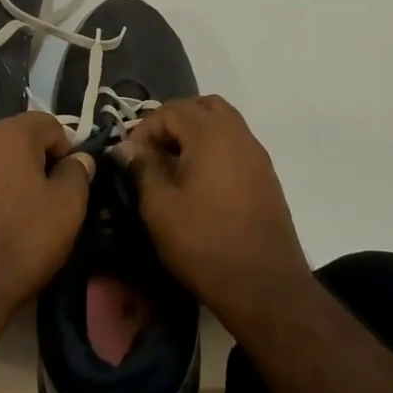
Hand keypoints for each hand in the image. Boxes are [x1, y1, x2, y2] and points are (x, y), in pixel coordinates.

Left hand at [0, 112, 93, 330]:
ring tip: (6, 216)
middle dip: (30, 162)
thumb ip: (77, 175)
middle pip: (13, 138)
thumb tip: (80, 158)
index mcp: (11, 132)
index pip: (49, 124)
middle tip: (40, 201)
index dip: (65, 150)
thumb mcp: (66, 211)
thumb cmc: (15, 244)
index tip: (67, 183)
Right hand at [115, 95, 312, 337]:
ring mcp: (257, 155)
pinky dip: (214, 150)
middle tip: (153, 151)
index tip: (129, 157)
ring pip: (224, 123)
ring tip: (173, 166)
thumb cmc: (204, 243)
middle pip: (204, 107)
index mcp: (211, 134)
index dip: (145, 128)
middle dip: (174, 121)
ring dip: (196, 134)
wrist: (264, 286)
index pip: (172, 110)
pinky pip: (236, 145)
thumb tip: (126, 147)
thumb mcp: (160, 207)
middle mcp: (239, 134)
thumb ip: (141, 168)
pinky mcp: (266, 177)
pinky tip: (199, 183)